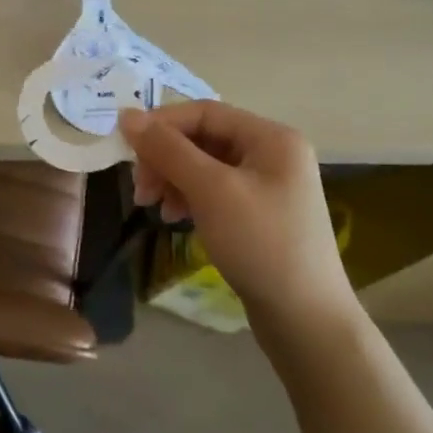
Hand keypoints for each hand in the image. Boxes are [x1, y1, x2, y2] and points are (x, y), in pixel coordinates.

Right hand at [119, 102, 357, 349]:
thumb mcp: (211, 191)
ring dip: (172, 179)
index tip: (126, 148)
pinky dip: (188, 197)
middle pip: (202, 138)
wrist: (306, 320)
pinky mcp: (258, 213)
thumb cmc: (261, 245)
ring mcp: (267, 184)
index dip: (161, 124)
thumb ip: (167, 149)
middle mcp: (272, 153)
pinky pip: (213, 190)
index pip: (204, 112)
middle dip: (165, 158)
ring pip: (203, 165)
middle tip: (140, 189)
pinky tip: (175, 217)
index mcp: (271, 137)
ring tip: (152, 206)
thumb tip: (126, 114)